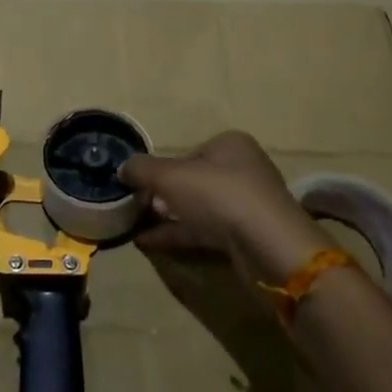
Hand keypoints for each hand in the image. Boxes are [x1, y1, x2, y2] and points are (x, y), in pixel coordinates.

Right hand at [120, 130, 330, 286]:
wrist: (269, 247)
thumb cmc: (219, 196)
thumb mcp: (170, 176)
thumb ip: (142, 169)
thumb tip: (122, 168)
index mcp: (229, 145)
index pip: (187, 153)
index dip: (160, 169)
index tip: (138, 185)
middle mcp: (241, 170)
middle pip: (192, 180)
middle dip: (162, 194)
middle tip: (134, 206)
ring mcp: (246, 205)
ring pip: (197, 207)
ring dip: (167, 216)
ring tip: (134, 226)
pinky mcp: (246, 236)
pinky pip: (205, 230)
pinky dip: (178, 234)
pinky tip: (148, 242)